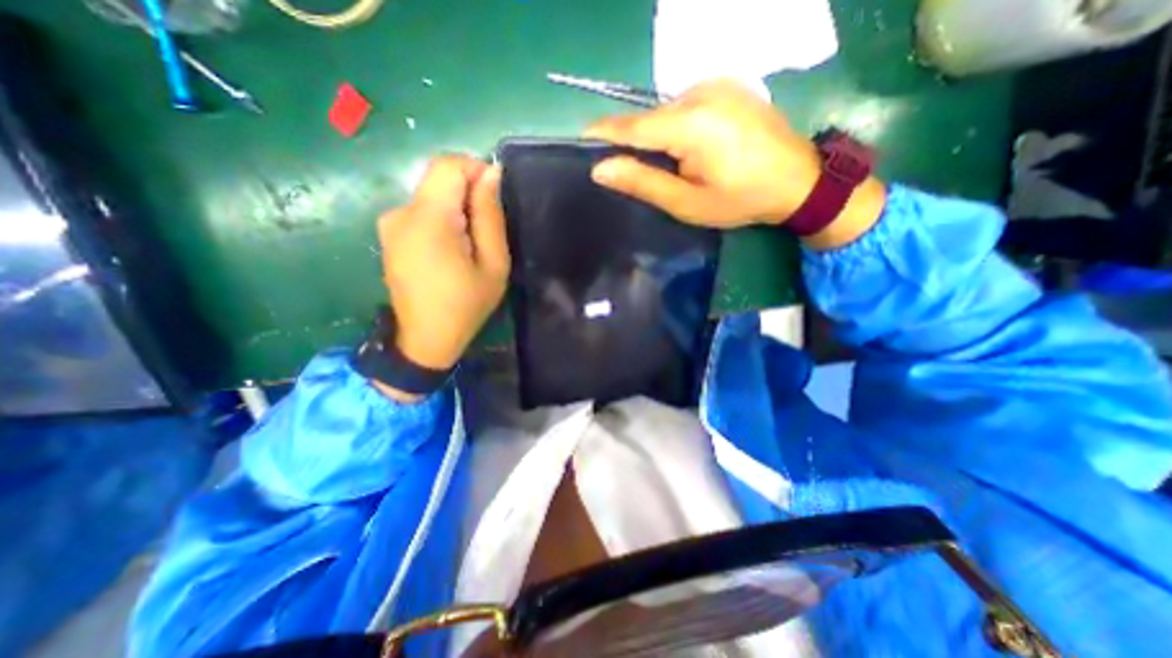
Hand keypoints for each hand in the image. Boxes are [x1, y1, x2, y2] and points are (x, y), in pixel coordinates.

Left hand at [375, 154, 503, 384]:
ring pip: (431, 195)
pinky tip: (451, 250)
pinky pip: (421, 211)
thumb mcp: (493, 264)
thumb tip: (491, 174)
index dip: (476, 170)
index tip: (495, 198)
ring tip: (470, 245)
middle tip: (486, 231)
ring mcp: (390, 224)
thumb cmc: (466, 305)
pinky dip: (442, 219)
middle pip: (438, 178)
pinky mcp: (389, 234)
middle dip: (468, 194)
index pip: (448, 165)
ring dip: (456, 209)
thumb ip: (490, 216)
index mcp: (428, 219)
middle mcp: (400, 212)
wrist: (425, 339)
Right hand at [592, 77, 884, 244]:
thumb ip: (643, 182)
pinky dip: (676, 126)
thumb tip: (601, 168)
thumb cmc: (739, 199)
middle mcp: (701, 92)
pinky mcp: (728, 85)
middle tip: (634, 172)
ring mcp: (718, 84)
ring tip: (669, 166)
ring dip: (658, 136)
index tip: (582, 139)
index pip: (632, 126)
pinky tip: (689, 149)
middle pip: (649, 118)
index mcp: (690, 124)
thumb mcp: (686, 202)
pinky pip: (686, 105)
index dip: (604, 133)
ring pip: (666, 111)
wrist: (797, 180)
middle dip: (635, 142)